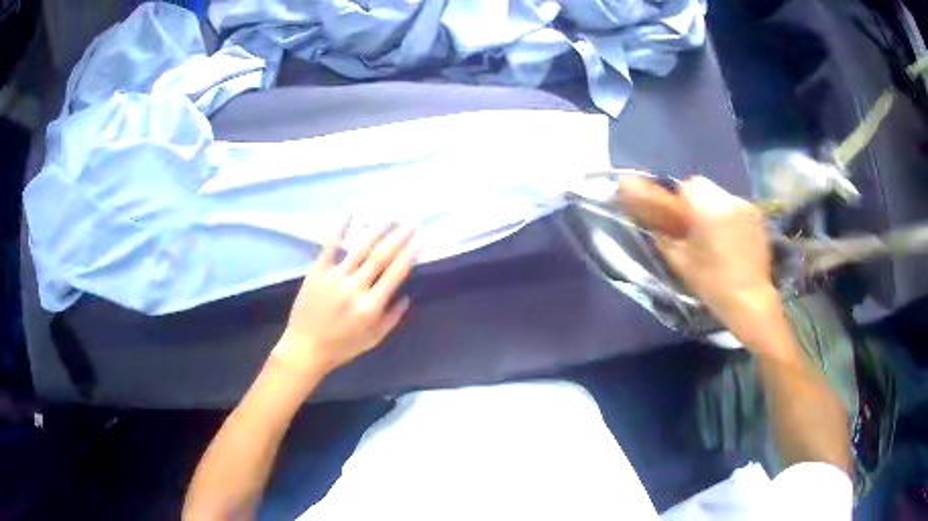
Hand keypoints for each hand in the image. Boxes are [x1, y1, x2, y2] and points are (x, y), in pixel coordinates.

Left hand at [272, 223, 416, 377]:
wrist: (305, 348)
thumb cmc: (341, 347)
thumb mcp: (373, 339)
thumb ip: (392, 318)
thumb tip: (407, 296)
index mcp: (370, 307)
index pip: (395, 274)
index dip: (409, 254)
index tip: (421, 239)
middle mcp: (355, 288)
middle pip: (381, 256)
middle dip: (399, 237)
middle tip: (413, 221)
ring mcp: (334, 278)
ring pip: (360, 248)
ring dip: (377, 230)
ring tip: (391, 216)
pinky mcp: (317, 272)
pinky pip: (330, 247)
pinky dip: (339, 229)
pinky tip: (350, 214)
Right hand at [653, 177, 779, 346]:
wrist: (750, 300)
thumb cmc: (713, 283)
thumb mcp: (681, 263)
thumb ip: (665, 240)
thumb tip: (656, 229)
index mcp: (707, 207)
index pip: (689, 184)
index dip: (681, 198)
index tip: (679, 218)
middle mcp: (729, 199)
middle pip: (706, 187)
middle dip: (698, 202)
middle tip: (696, 227)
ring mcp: (747, 207)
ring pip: (723, 197)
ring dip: (716, 209)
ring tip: (716, 236)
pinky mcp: (759, 218)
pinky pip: (738, 209)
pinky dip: (732, 218)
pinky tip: (733, 242)